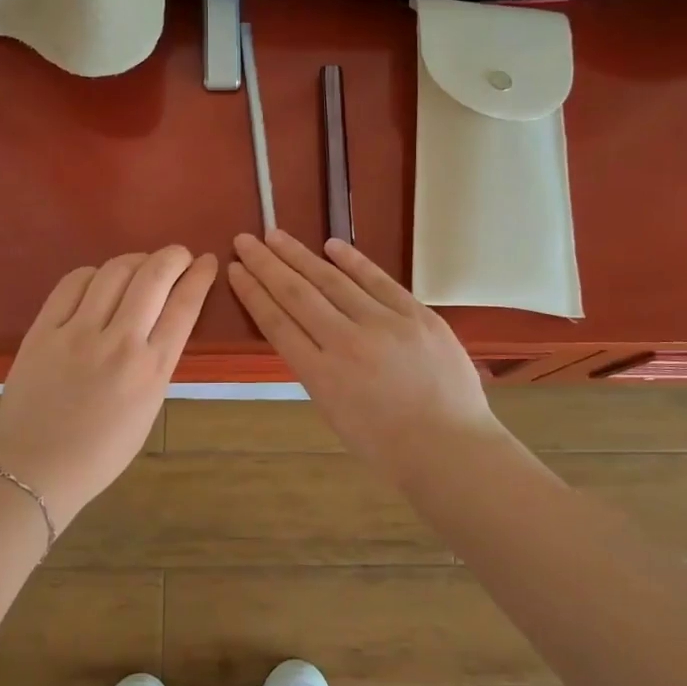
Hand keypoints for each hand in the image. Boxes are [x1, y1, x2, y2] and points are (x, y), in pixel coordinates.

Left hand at [0, 247, 216, 524]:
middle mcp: (120, 343)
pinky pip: (72, 283)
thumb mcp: (148, 409)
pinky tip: (99, 279)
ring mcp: (78, 332)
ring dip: (136, 259)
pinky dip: (93, 273)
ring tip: (141, 264)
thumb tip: (160, 323)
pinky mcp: (43, 330)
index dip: (200, 276)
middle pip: (154, 277)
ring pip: (114, 271)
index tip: (206, 261)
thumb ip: (157, 363)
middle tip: (178, 255)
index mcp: (151, 370)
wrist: (35, 468)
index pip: (184, 306)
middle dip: (173, 256)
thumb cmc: (100, 452)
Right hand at [227, 231, 506, 478]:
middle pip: (297, 294)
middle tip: (245, 239)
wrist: (450, 449)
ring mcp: (384, 324)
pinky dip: (353, 261)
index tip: (236, 270)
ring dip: (300, 255)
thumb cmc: (387, 447)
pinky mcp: (416, 315)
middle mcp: (345, 343)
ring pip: (332, 281)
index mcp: (320, 375)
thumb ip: (316, 370)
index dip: (253, 293)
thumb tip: (307, 335)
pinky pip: (379, 281)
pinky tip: (330, 245)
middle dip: (266, 264)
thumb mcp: (334, 413)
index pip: (277, 323)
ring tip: (276, 235)